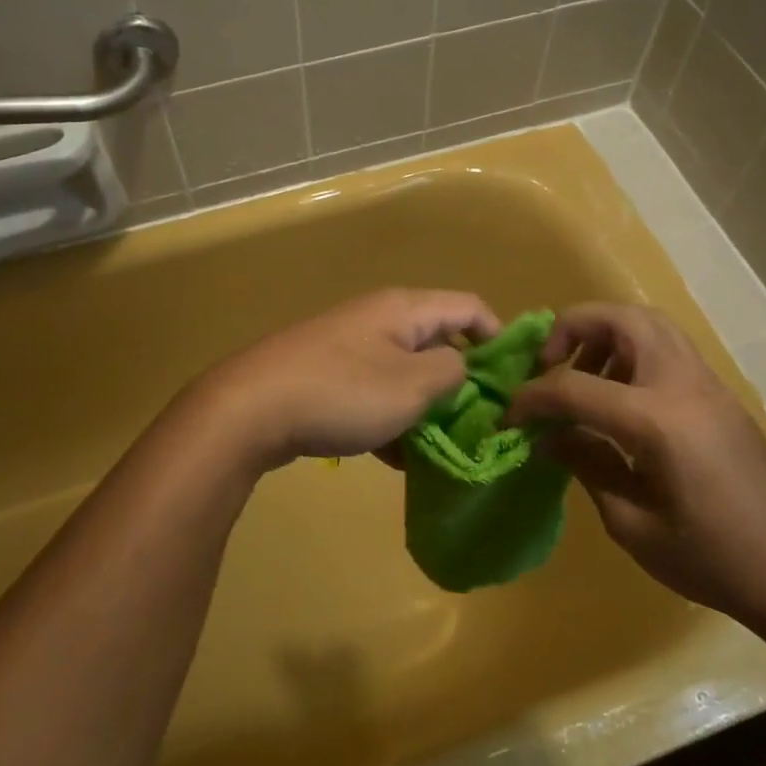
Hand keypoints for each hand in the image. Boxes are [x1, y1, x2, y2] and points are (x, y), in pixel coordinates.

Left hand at [189, 290, 499, 471]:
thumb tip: (462, 368)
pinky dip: (391, 419)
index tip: (515, 381)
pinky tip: (395, 458)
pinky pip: (375, 392)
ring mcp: (350, 346)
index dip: (500, 338)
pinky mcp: (327, 375)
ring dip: (425, 408)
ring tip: (440, 449)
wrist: (250, 408)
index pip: (470, 307)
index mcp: (405, 309)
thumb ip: (452, 372)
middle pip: (438, 341)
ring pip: (405, 373)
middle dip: (461, 381)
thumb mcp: (412, 385)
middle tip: (479, 423)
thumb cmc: (342, 392)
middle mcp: (379, 318)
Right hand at [505, 303, 765, 630]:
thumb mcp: (634, 525)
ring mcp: (707, 384)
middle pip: (619, 319)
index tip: (507, 416)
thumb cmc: (715, 560)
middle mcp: (682, 384)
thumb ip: (586, 466)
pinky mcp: (719, 395)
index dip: (531, 398)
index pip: (574, 387)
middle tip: (547, 366)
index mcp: (657, 420)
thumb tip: (548, 437)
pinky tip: (618, 399)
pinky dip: (631, 351)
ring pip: (648, 323)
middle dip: (571, 329)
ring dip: (604, 335)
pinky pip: (667, 347)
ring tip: (581, 378)